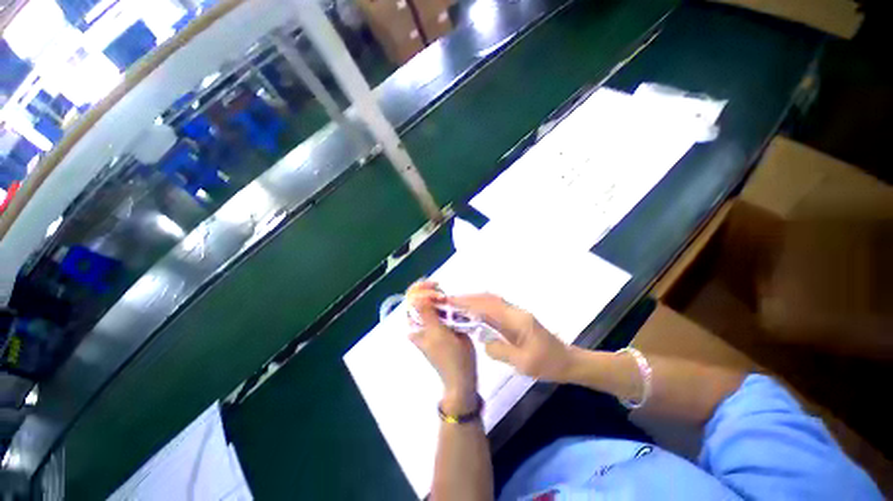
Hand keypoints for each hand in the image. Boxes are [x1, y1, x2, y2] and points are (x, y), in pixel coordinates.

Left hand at [407, 281, 477, 413]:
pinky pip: (439, 307)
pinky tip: (449, 299)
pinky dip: (443, 301)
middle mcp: (420, 323)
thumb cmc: (449, 356)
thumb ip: (427, 314)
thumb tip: (416, 296)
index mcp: (415, 325)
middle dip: (428, 290)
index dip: (421, 291)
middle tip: (441, 288)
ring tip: (445, 293)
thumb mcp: (437, 334)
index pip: (411, 300)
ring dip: (436, 294)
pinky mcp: (441, 325)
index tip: (436, 290)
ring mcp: (431, 323)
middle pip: (419, 298)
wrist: (462, 375)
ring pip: (429, 302)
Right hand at [450, 293, 572, 381]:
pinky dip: (481, 307)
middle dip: (469, 298)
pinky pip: (495, 309)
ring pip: (492, 302)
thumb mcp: (523, 364)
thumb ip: (500, 350)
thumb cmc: (548, 364)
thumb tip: (483, 341)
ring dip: (474, 300)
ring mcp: (516, 314)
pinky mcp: (515, 319)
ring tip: (457, 304)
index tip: (452, 302)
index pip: (488, 307)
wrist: (567, 361)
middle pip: (489, 299)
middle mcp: (515, 312)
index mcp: (517, 320)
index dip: (469, 303)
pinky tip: (473, 312)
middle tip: (449, 301)